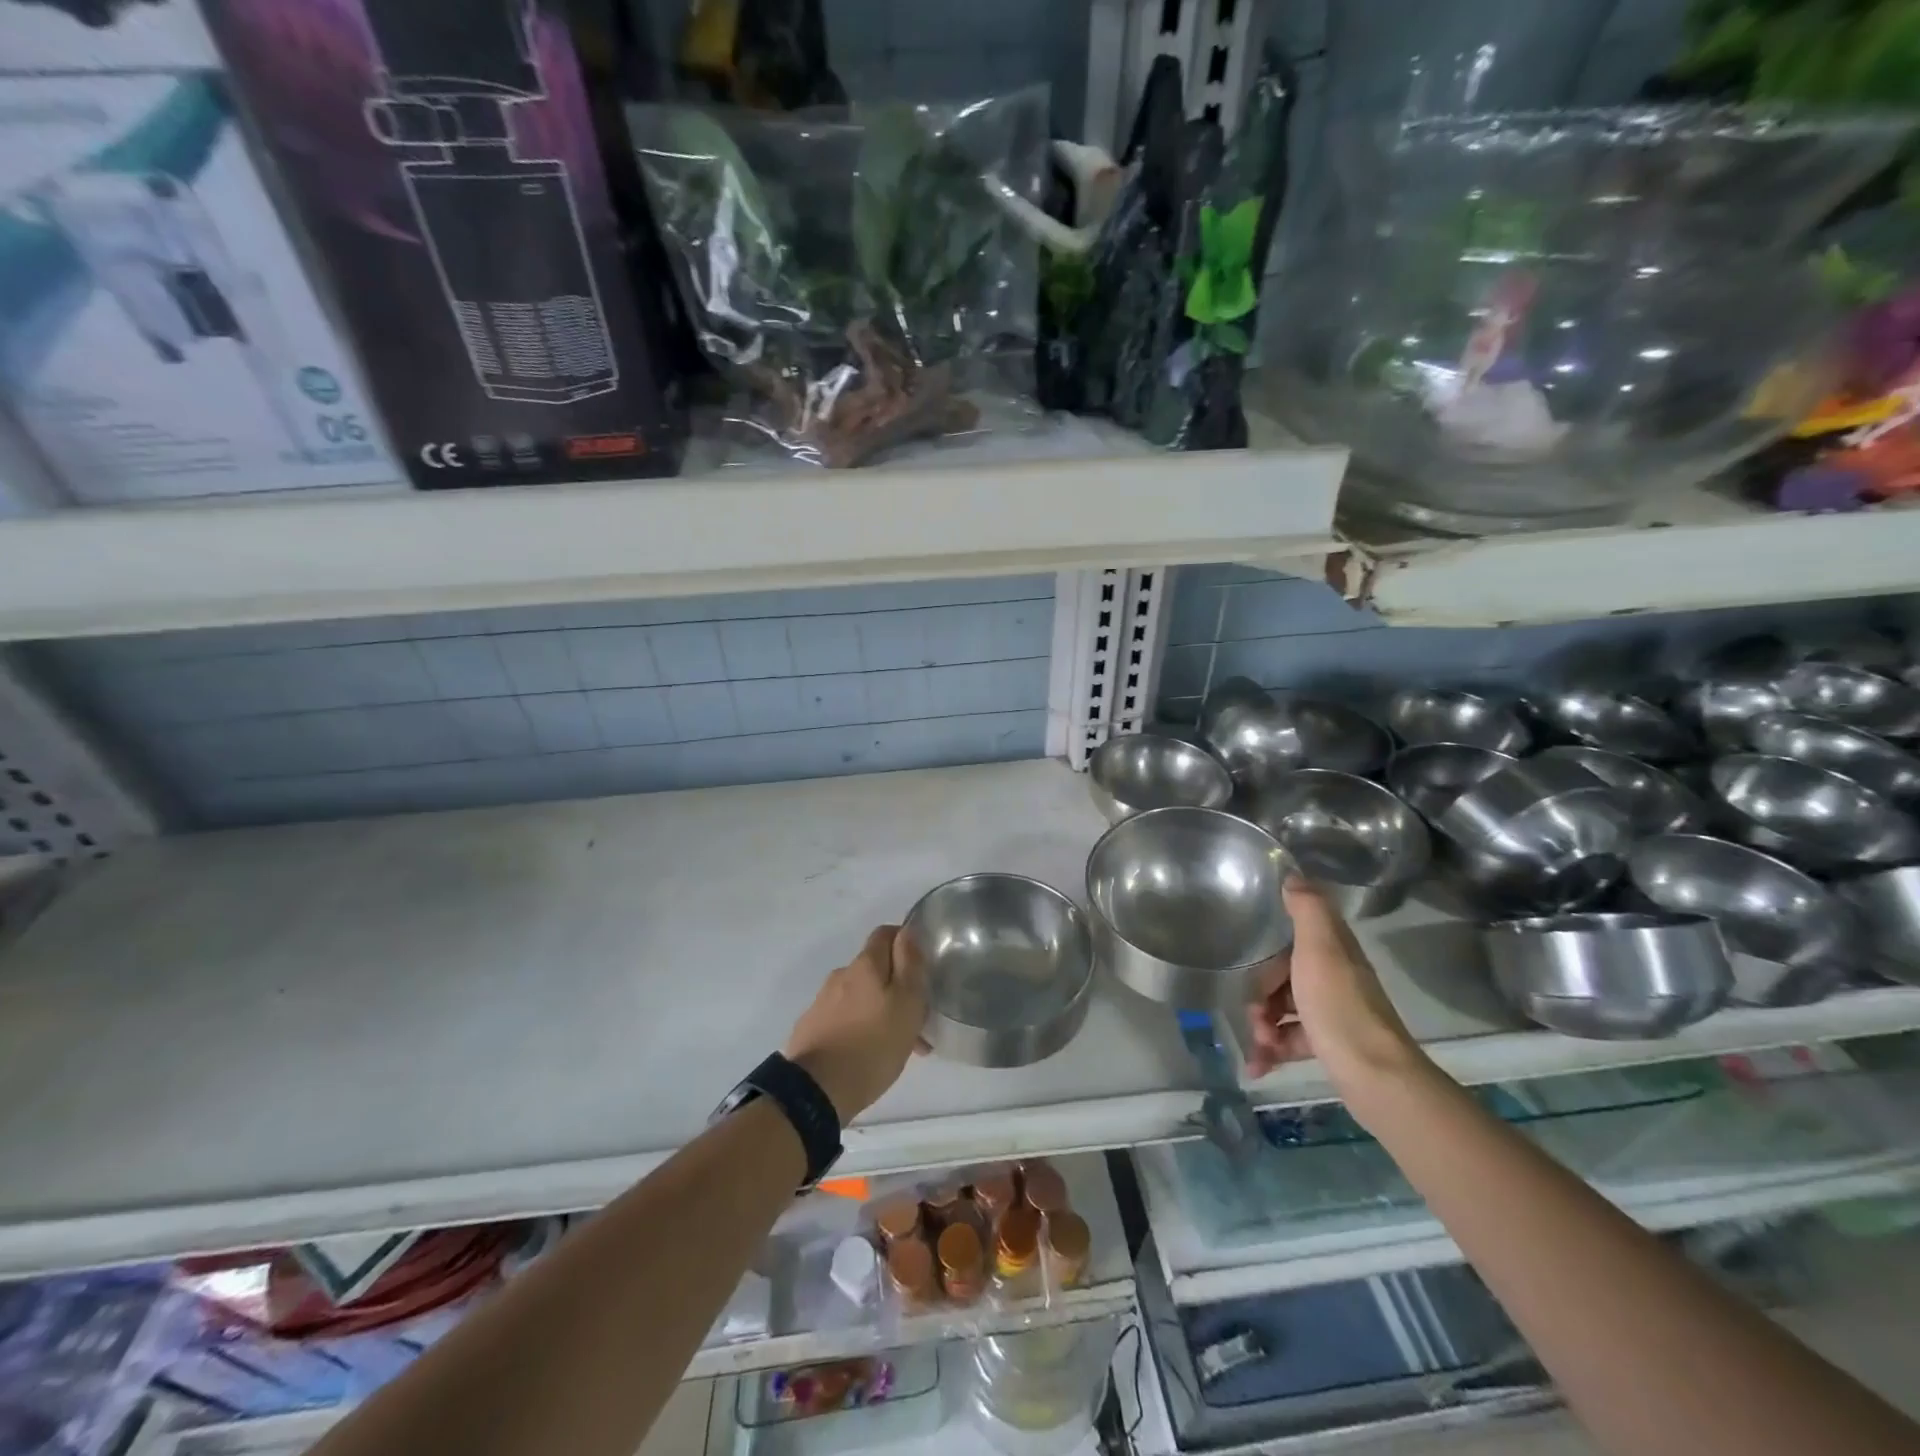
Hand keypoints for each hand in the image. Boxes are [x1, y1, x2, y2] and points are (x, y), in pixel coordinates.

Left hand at [784, 925, 927, 1123]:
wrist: (815, 1092)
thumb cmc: (872, 1045)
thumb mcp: (907, 1003)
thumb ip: (910, 964)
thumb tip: (907, 931)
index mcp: (865, 965)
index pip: (886, 933)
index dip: (906, 942)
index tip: (923, 966)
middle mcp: (841, 976)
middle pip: (875, 969)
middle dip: (897, 986)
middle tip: (918, 1017)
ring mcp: (823, 1002)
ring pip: (862, 996)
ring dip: (881, 1011)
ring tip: (899, 1046)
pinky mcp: (812, 1028)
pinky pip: (845, 1019)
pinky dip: (862, 1028)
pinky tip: (870, 1056)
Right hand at [1245, 879, 1425, 1093]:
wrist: (1375, 1076)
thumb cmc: (1339, 1007)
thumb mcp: (1320, 949)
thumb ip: (1308, 910)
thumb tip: (1294, 875)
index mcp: (1334, 952)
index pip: (1296, 938)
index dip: (1270, 950)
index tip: (1250, 963)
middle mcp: (1335, 979)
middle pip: (1284, 977)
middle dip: (1261, 995)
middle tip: (1254, 1015)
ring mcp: (1332, 1015)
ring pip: (1284, 1011)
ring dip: (1263, 1026)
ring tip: (1259, 1044)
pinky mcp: (1328, 1046)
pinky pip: (1290, 1042)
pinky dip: (1271, 1052)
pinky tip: (1257, 1066)